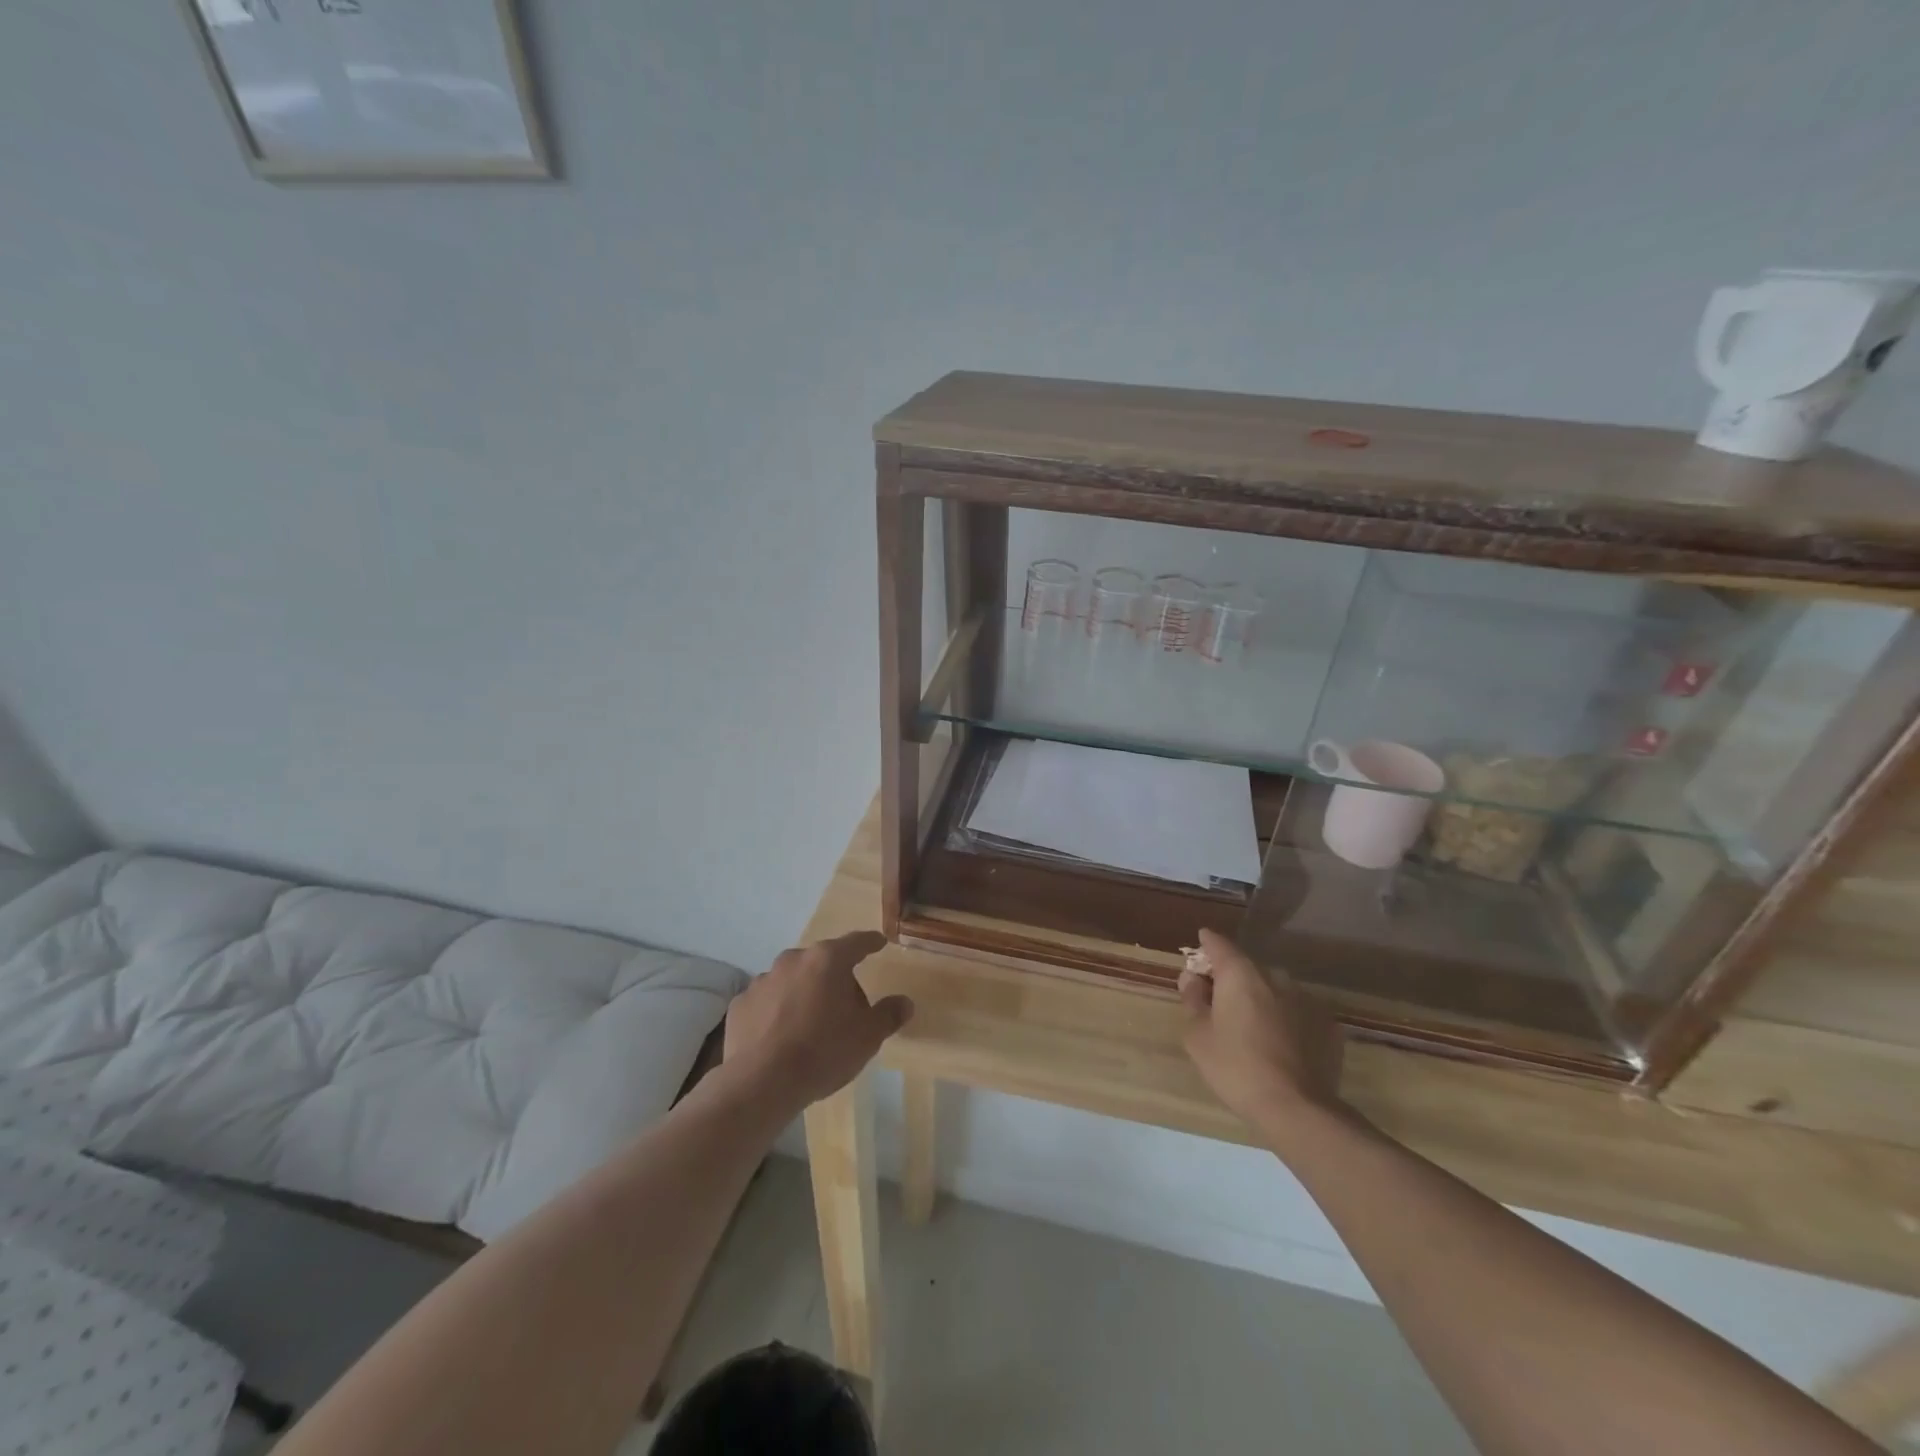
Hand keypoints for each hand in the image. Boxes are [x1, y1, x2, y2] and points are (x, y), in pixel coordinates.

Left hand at [723, 931, 911, 1110]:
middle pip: (822, 962)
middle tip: (847, 1006)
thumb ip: (888, 1015)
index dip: (870, 943)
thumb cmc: (823, 1051)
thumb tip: (905, 1002)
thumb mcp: (868, 1037)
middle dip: (835, 977)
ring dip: (804, 992)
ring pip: (792, 979)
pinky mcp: (741, 1004)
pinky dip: (777, 1011)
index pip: (856, 942)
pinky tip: (782, 1036)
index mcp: (828, 960)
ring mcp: (763, 980)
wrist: (762, 1083)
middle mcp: (793, 960)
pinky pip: (767, 1001)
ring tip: (812, 1024)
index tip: (879, 943)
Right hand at [1181, 928, 1344, 1134]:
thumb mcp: (1198, 1036)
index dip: (1207, 943)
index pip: (1219, 944)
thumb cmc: (1236, 1067)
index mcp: (1240, 974)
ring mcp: (1306, 999)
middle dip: (1232, 977)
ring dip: (1261, 998)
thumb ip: (1192, 1000)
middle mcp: (1275, 977)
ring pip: (1275, 989)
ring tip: (1252, 1026)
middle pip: (1247, 967)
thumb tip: (1192, 979)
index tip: (1200, 944)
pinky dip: (1286, 1019)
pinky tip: (1280, 1044)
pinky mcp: (1328, 1025)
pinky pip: (1298, 1012)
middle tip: (1219, 1000)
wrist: (1297, 1108)